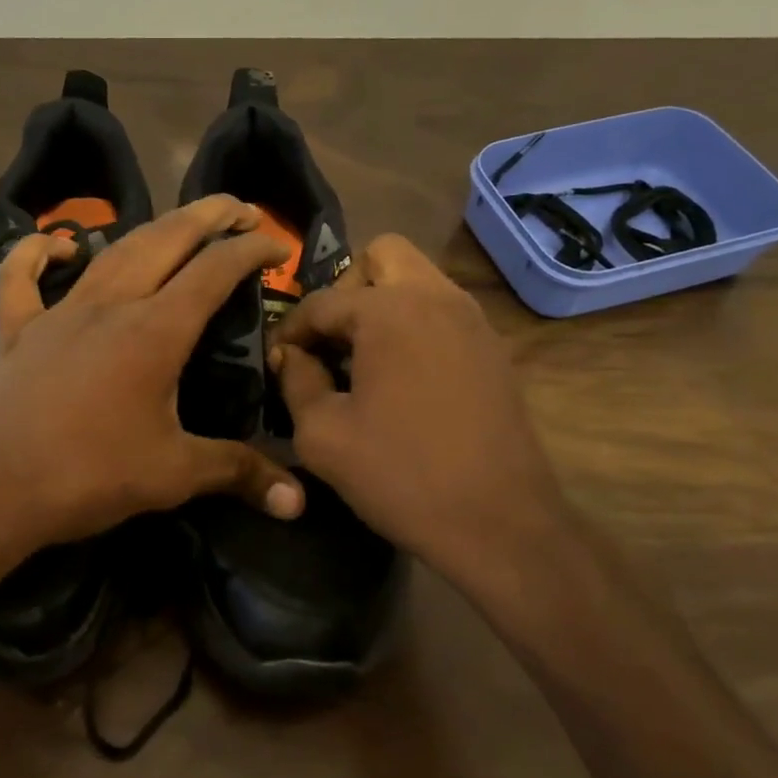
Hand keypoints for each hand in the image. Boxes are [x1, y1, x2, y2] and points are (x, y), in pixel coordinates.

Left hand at [0, 196, 304, 579]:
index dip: (251, 250)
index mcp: (155, 331)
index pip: (215, 271)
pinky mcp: (19, 330)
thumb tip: (298, 502)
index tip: (279, 245)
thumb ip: (237, 473)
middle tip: (240, 207)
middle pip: (167, 241)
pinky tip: (56, 245)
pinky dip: (36, 253)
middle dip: (209, 216)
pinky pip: (22, 278)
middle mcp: (111, 305)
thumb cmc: (87, 476)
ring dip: (152, 229)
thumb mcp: (172, 475)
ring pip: (111, 251)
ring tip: (179, 222)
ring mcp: (60, 312)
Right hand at [268, 234, 569, 588]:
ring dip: (383, 303)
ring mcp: (472, 320)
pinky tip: (403, 377)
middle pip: (382, 255)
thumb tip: (291, 356)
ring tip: (363, 358)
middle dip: (347, 288)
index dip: (291, 329)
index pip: (322, 301)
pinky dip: (415, 325)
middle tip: (332, 339)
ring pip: (419, 278)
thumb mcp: (323, 435)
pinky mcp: (493, 348)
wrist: (499, 522)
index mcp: (389, 310)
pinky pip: (443, 310)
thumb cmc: (400, 475)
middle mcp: (436, 297)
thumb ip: (296, 381)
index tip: (279, 360)